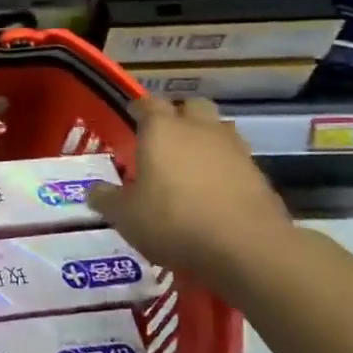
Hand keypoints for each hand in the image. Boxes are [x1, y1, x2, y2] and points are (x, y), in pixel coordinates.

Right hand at [87, 96, 296, 284]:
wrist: (248, 249)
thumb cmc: (174, 221)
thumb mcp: (126, 216)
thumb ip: (107, 199)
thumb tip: (94, 191)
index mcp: (162, 130)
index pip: (148, 103)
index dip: (138, 108)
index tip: (131, 116)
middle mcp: (199, 130)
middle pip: (191, 106)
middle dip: (179, 116)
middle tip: (164, 139)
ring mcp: (234, 150)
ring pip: (218, 130)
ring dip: (204, 140)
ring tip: (190, 166)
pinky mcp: (259, 175)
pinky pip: (236, 160)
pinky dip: (224, 169)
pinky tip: (214, 193)